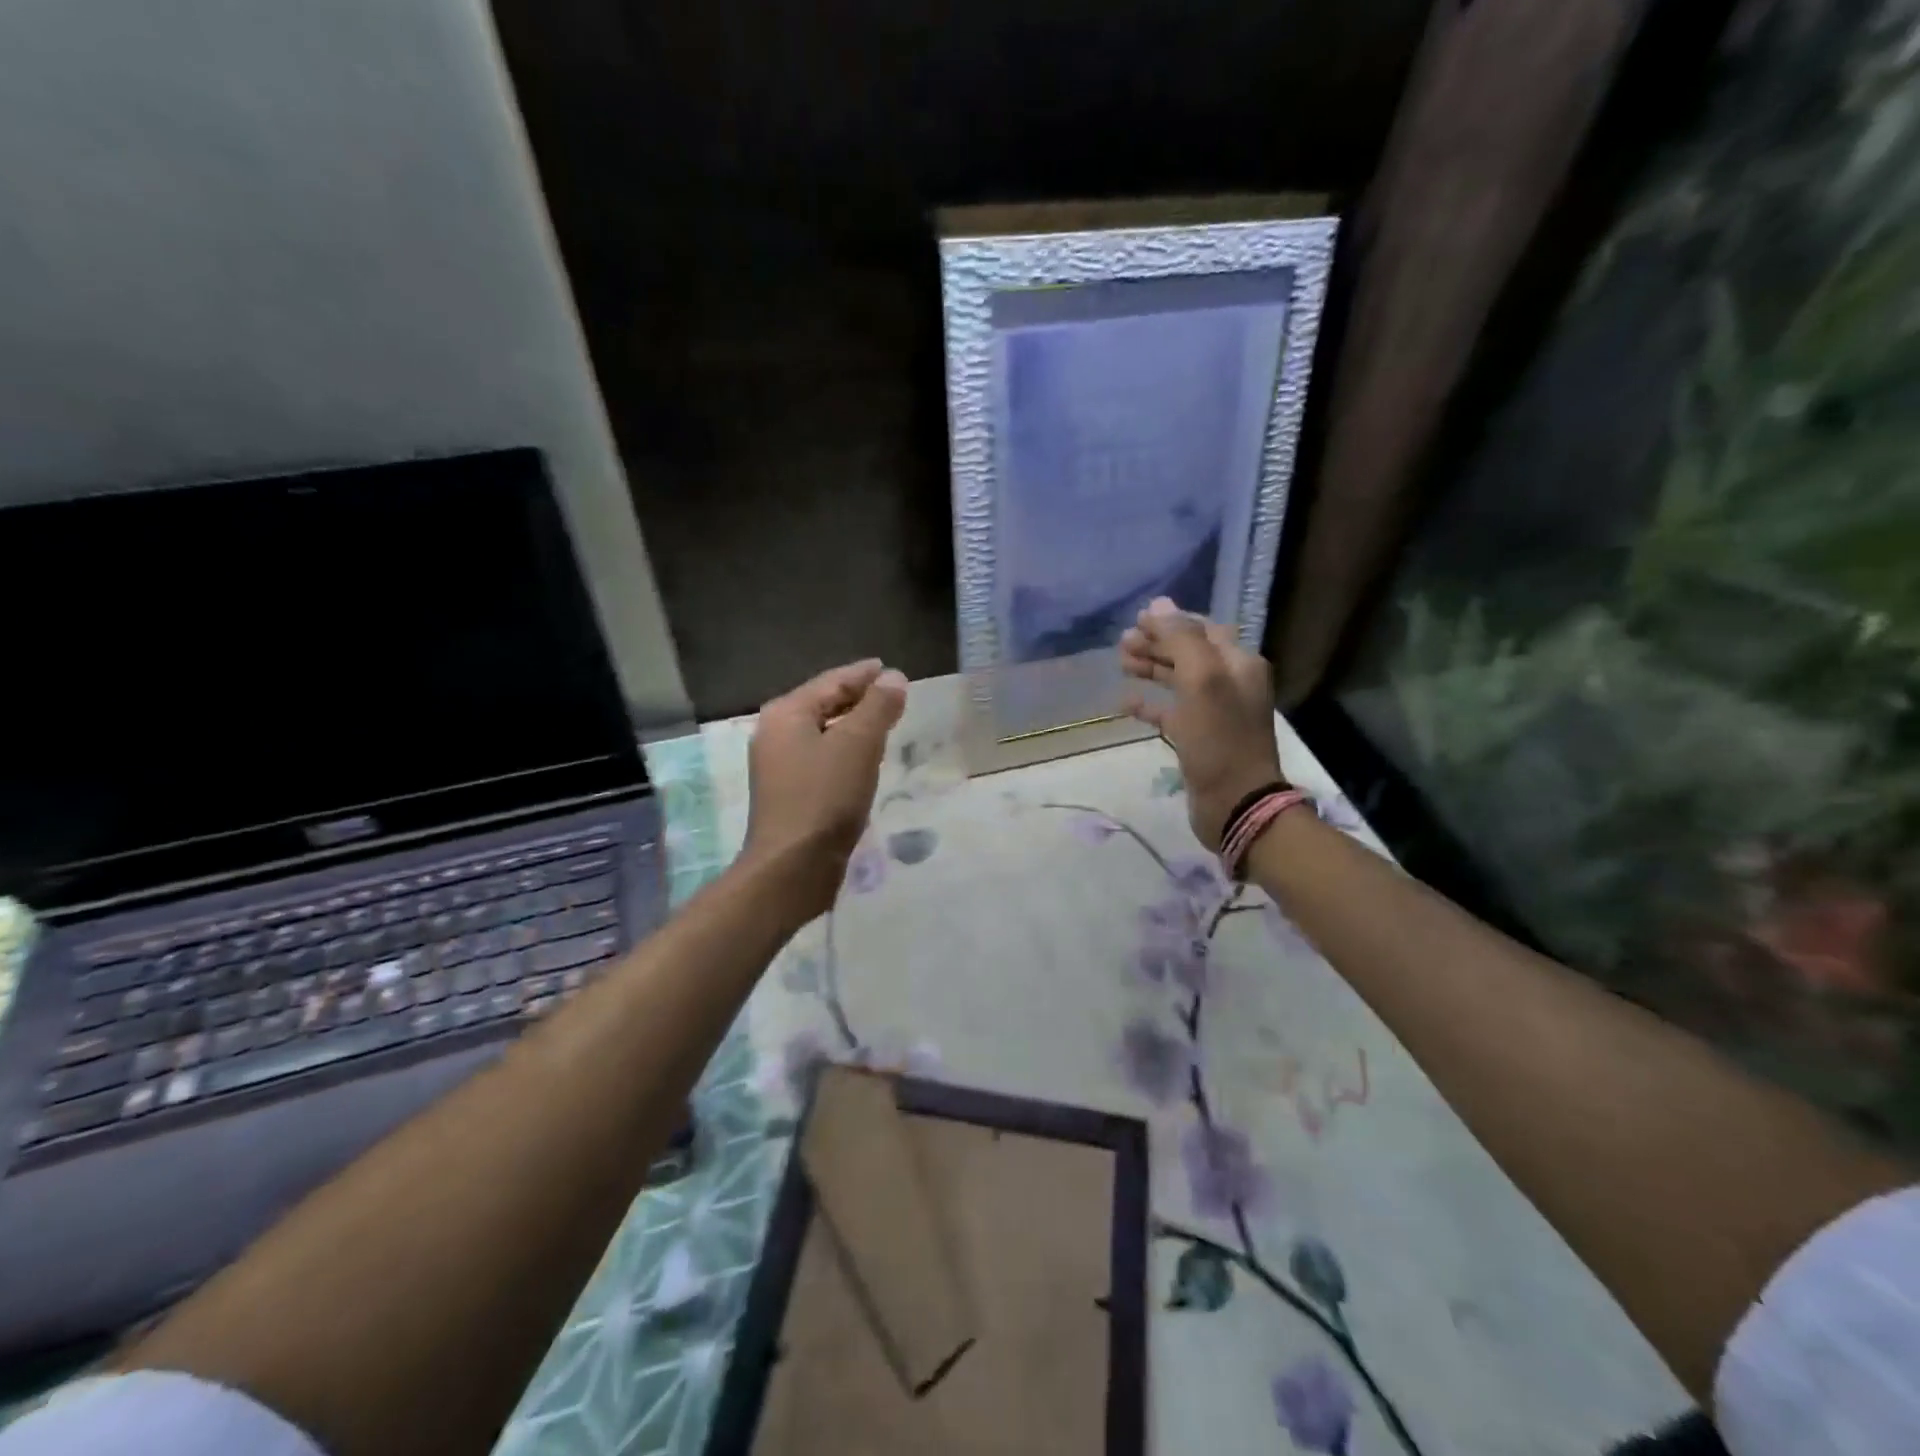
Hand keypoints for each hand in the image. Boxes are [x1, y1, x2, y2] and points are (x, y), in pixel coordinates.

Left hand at [743, 659, 908, 912]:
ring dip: (853, 726)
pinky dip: (845, 751)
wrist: (793, 866)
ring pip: (823, 733)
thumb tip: (894, 677)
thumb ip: (878, 707)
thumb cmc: (825, 797)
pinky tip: (865, 761)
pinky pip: (822, 758)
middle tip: (892, 694)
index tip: (889, 669)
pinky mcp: (790, 794)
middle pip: (824, 704)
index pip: (831, 681)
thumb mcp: (858, 744)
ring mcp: (780, 766)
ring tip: (884, 723)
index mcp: (787, 714)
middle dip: (858, 698)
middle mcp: (776, 734)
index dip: (863, 674)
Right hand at [1119, 598, 1283, 850]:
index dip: (1171, 621)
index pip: (1203, 629)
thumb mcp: (1202, 681)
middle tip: (1122, 642)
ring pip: (1178, 680)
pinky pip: (1170, 712)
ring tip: (1121, 663)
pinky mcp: (1198, 737)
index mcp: (1238, 664)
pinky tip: (1125, 703)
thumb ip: (1181, 639)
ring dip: (1151, 668)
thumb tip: (1158, 605)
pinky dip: (1149, 704)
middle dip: (1157, 643)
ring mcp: (1214, 712)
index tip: (1137, 619)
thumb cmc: (1220, 739)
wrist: (1235, 802)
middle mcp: (1229, 683)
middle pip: (1189, 652)